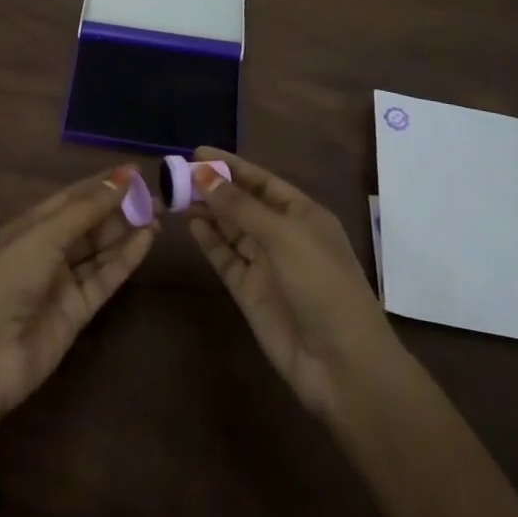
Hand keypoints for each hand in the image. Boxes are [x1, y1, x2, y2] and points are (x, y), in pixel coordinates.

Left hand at [0, 166, 156, 426]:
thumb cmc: (6, 279)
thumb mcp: (44, 236)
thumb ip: (87, 209)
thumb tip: (124, 176)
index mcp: (30, 225)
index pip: (73, 197)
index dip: (103, 184)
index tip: (136, 171)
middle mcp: (47, 250)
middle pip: (90, 223)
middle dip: (120, 207)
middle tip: (157, 194)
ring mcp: (63, 282)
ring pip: (100, 250)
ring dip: (127, 231)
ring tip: (159, 213)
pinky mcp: (78, 312)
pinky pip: (105, 278)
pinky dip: (126, 259)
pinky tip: (147, 240)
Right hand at [187, 147, 398, 419]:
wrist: (342, 364)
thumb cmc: (322, 284)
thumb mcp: (283, 236)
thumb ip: (240, 206)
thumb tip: (203, 174)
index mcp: (303, 214)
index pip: (262, 181)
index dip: (231, 166)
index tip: (196, 152)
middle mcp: (284, 235)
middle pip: (243, 204)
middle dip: (214, 188)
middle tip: (176, 174)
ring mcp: (266, 265)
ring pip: (231, 230)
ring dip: (207, 212)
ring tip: (175, 195)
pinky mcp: (250, 293)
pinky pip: (226, 259)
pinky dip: (209, 242)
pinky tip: (190, 225)